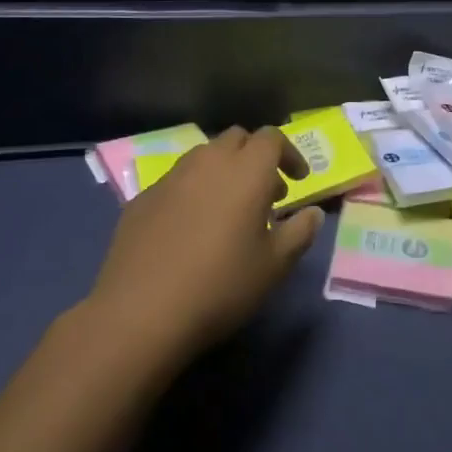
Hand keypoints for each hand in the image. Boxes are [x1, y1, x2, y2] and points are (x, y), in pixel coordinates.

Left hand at [89, 126, 324, 368]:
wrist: (139, 314)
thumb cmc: (220, 286)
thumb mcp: (274, 266)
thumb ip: (299, 232)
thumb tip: (312, 214)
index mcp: (246, 170)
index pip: (272, 138)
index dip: (289, 154)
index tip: (298, 181)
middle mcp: (208, 161)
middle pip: (237, 139)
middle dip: (255, 157)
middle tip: (266, 193)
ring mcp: (171, 177)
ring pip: (204, 157)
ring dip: (223, 171)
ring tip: (228, 210)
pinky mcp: (142, 197)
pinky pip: (176, 181)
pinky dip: (193, 192)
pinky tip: (190, 229)